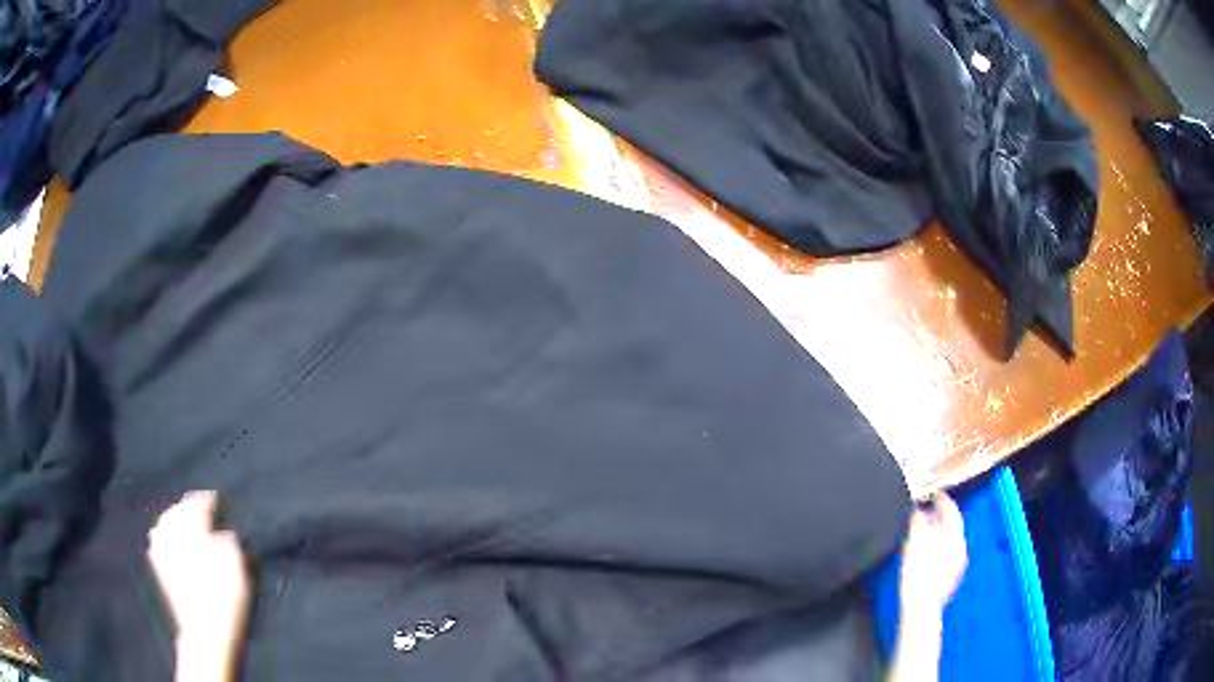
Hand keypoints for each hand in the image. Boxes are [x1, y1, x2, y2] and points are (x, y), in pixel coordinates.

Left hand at [148, 491, 250, 681]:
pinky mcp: (160, 569)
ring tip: (184, 520)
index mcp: (192, 529)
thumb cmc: (225, 598)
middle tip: (202, 508)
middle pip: (178, 510)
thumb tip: (225, 532)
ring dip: (174, 517)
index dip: (209, 499)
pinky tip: (167, 538)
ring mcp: (162, 551)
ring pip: (165, 522)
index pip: (198, 503)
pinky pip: (157, 540)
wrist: (206, 633)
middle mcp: (173, 534)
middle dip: (189, 507)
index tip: (218, 499)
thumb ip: (229, 541)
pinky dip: (163, 534)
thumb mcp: (237, 567)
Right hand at [898, 492, 967, 619]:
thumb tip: (918, 511)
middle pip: (953, 524)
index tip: (934, 494)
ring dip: (940, 531)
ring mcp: (957, 563)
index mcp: (954, 538)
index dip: (943, 499)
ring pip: (951, 539)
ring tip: (925, 530)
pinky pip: (949, 552)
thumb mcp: (913, 547)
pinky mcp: (951, 575)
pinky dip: (940, 545)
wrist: (921, 610)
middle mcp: (960, 548)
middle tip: (926, 511)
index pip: (952, 511)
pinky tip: (928, 552)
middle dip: (940, 516)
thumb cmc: (917, 578)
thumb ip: (918, 524)